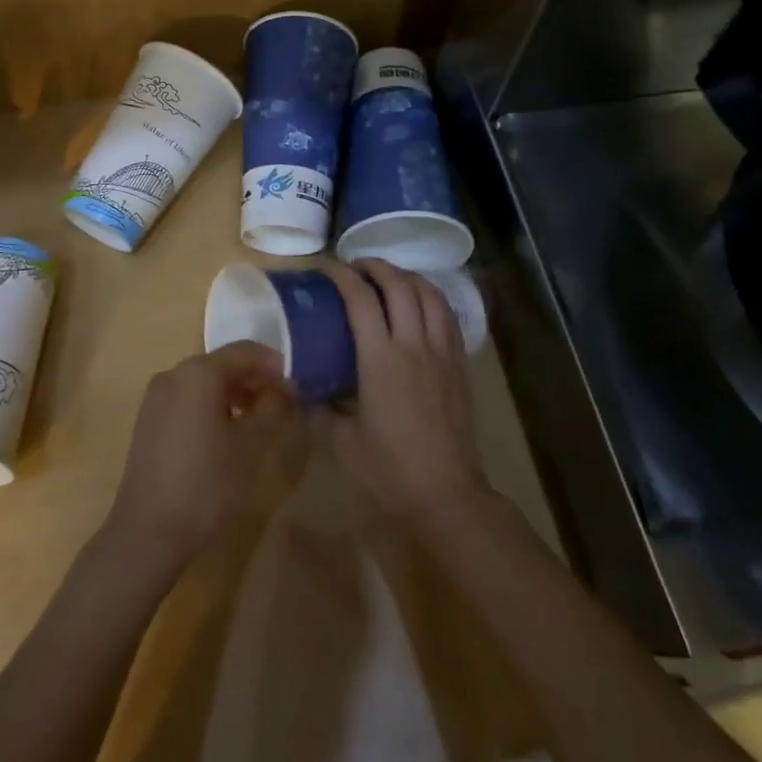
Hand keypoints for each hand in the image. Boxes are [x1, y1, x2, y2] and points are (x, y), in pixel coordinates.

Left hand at [105, 342, 295, 571]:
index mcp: (199, 372)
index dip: (275, 365)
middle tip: (281, 405)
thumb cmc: (207, 484)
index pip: (246, 351)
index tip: (296, 386)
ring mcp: (156, 396)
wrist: (148, 531)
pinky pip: (188, 398)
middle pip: (223, 364)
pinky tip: (226, 433)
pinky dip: (211, 405)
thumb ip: (272, 407)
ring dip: (234, 393)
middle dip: (254, 379)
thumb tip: (284, 386)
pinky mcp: (148, 418)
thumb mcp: (251, 446)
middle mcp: (174, 373)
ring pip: (204, 382)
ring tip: (257, 421)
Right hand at [321, 259, 486, 524]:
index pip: (361, 300)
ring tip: (389, 277)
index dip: (342, 276)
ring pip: (430, 294)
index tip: (326, 267)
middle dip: (375, 266)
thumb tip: (302, 386)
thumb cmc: (389, 470)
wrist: (447, 495)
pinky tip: (421, 303)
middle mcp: (414, 346)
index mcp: (381, 360)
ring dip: (407, 276)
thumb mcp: (342, 441)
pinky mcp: (460, 365)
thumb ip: (320, 407)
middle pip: (399, 285)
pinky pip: (448, 316)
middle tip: (355, 266)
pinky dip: (432, 297)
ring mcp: (442, 353)